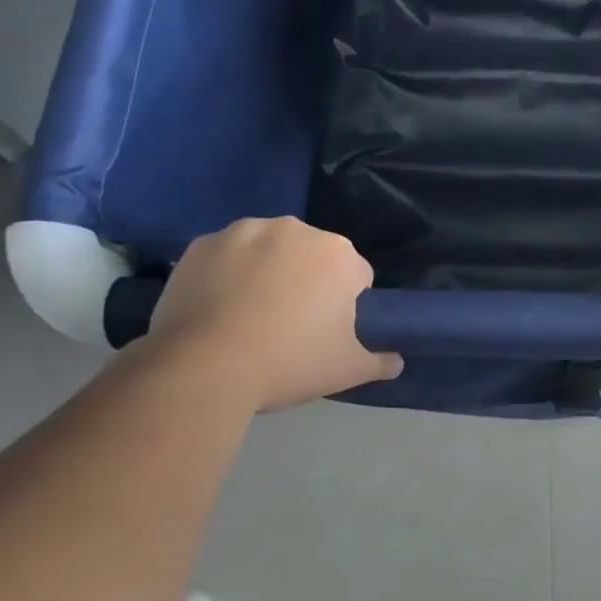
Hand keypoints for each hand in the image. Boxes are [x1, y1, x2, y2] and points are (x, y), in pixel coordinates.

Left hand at [149, 218, 400, 410]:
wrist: (204, 367)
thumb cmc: (288, 363)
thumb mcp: (346, 370)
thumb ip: (378, 361)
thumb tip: (397, 362)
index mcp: (338, 254)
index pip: (356, 276)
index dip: (345, 305)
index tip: (325, 332)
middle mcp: (296, 229)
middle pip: (310, 256)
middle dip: (305, 281)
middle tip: (287, 325)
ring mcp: (245, 231)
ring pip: (267, 250)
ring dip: (265, 272)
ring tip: (246, 317)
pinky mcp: (203, 243)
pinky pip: (224, 256)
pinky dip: (224, 273)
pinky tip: (214, 308)